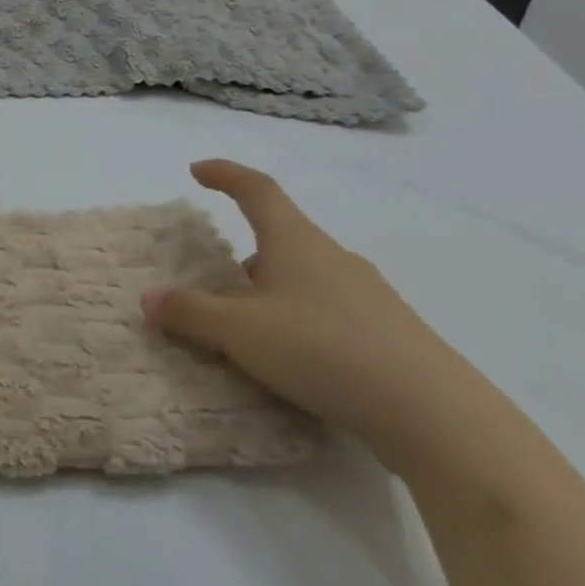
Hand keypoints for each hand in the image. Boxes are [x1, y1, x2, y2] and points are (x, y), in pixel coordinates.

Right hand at [142, 161, 493, 469]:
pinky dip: (301, 316)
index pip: (257, 189)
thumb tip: (149, 297)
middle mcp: (333, 257)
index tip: (198, 171)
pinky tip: (296, 356)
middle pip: (283, 235)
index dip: (225, 174)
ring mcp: (368, 294)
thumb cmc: (323, 350)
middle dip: (246, 247)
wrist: (435, 414)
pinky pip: (330, 307)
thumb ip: (191, 312)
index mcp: (296, 242)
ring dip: (273, 287)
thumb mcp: (240, 332)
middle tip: (219, 276)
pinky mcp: (389, 331)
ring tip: (250, 324)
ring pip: (307, 274)